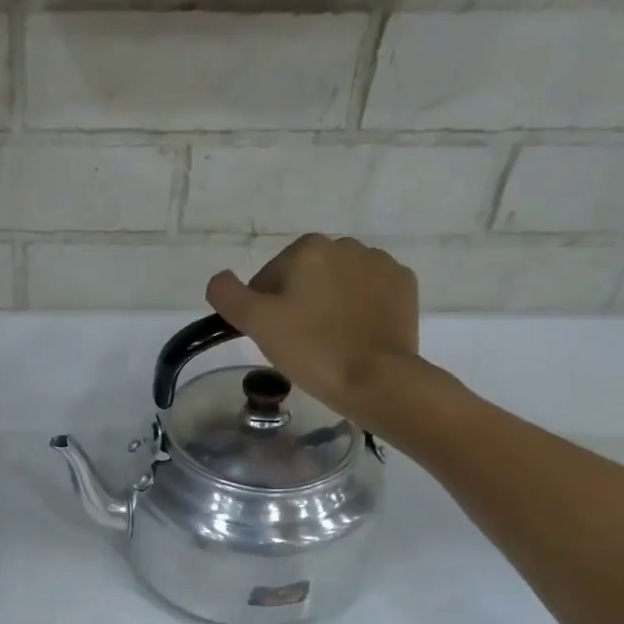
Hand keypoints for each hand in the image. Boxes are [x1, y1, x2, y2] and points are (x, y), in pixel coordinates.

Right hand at [206, 234, 435, 436]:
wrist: (376, 378)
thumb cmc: (311, 349)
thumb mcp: (256, 323)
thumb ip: (228, 295)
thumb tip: (219, 279)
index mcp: (307, 248)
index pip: (269, 278)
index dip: (264, 309)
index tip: (273, 336)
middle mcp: (346, 245)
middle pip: (305, 277)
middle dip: (298, 303)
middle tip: (298, 342)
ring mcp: (380, 264)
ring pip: (338, 283)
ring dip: (329, 304)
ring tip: (328, 341)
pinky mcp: (404, 286)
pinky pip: (369, 293)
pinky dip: (358, 309)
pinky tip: (355, 335)